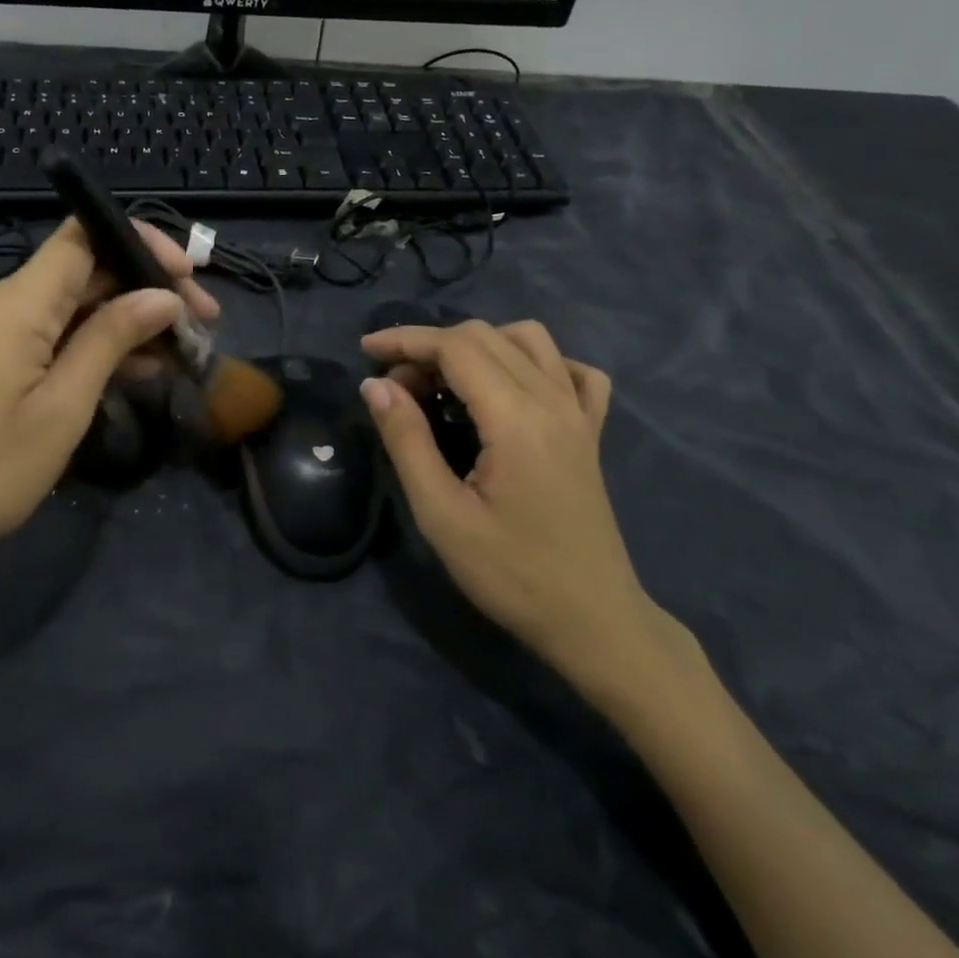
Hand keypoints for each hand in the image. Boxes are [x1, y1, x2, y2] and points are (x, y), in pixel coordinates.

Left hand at [0, 219, 218, 610]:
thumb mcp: (63, 407)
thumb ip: (112, 340)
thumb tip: (163, 296)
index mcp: (13, 304)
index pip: (82, 236)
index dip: (139, 241)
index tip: (186, 276)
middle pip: (82, 270)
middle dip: (143, 289)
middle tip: (200, 324)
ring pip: (68, 304)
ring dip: (122, 320)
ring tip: (177, 353)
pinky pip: (46, 331)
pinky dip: (89, 342)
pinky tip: (131, 369)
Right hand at [360, 320, 692, 707]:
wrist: (593, 622)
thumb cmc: (511, 574)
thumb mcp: (442, 514)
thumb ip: (407, 440)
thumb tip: (375, 384)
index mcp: (516, 418)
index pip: (456, 347)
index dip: (406, 340)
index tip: (365, 351)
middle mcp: (553, 400)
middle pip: (486, 336)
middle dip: (431, 346)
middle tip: (396, 387)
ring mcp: (579, 413)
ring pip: (530, 339)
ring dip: (479, 345)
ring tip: (446, 382)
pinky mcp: (591, 432)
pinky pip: (572, 371)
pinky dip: (537, 361)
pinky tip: (514, 387)